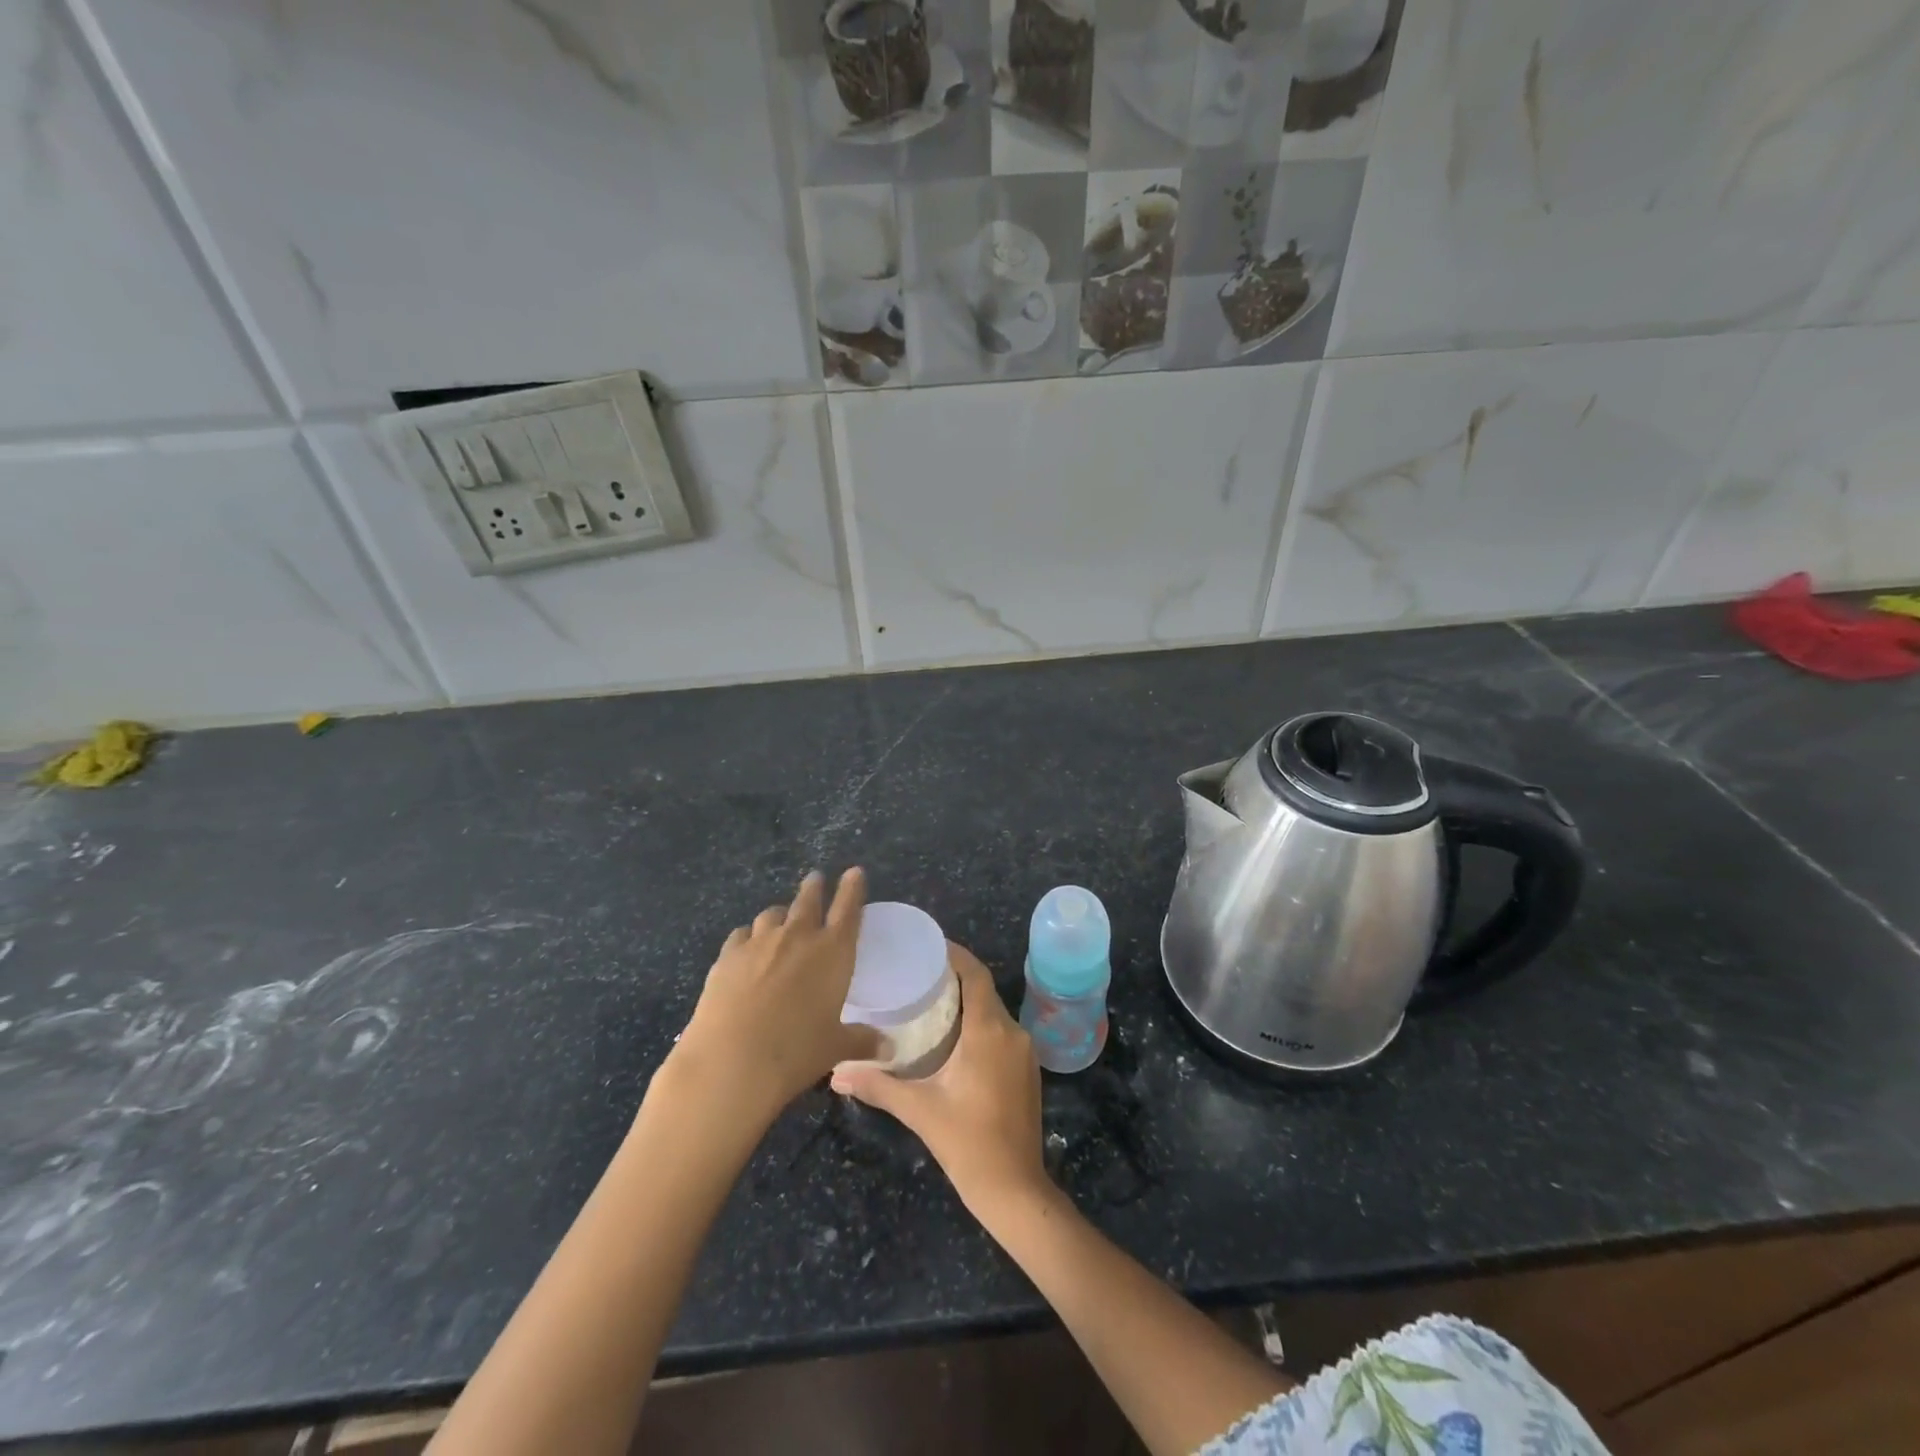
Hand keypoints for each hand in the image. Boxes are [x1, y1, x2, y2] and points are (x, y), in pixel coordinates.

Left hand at [671, 868, 880, 1127]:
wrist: (731, 1061)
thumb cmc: (796, 1052)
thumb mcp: (835, 1048)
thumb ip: (861, 1041)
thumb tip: (889, 1050)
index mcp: (833, 952)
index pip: (848, 909)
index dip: (852, 888)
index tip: (854, 871)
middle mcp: (798, 937)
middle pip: (808, 900)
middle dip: (814, 887)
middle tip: (815, 878)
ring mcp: (760, 942)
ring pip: (773, 914)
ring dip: (781, 913)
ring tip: (781, 917)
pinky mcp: (727, 955)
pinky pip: (742, 934)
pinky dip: (749, 936)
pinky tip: (746, 945)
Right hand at [831, 943, 1050, 1223]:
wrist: (1015, 1189)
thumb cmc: (967, 1142)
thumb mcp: (918, 1109)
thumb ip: (877, 1085)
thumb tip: (835, 1074)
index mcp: (989, 1031)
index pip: (975, 974)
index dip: (954, 954)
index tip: (927, 946)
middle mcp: (1012, 1032)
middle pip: (983, 990)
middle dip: (954, 978)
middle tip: (918, 974)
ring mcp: (1024, 1052)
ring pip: (993, 1012)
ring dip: (967, 1002)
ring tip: (930, 1001)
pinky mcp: (1027, 1070)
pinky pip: (1001, 1032)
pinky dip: (979, 1024)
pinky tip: (954, 1037)